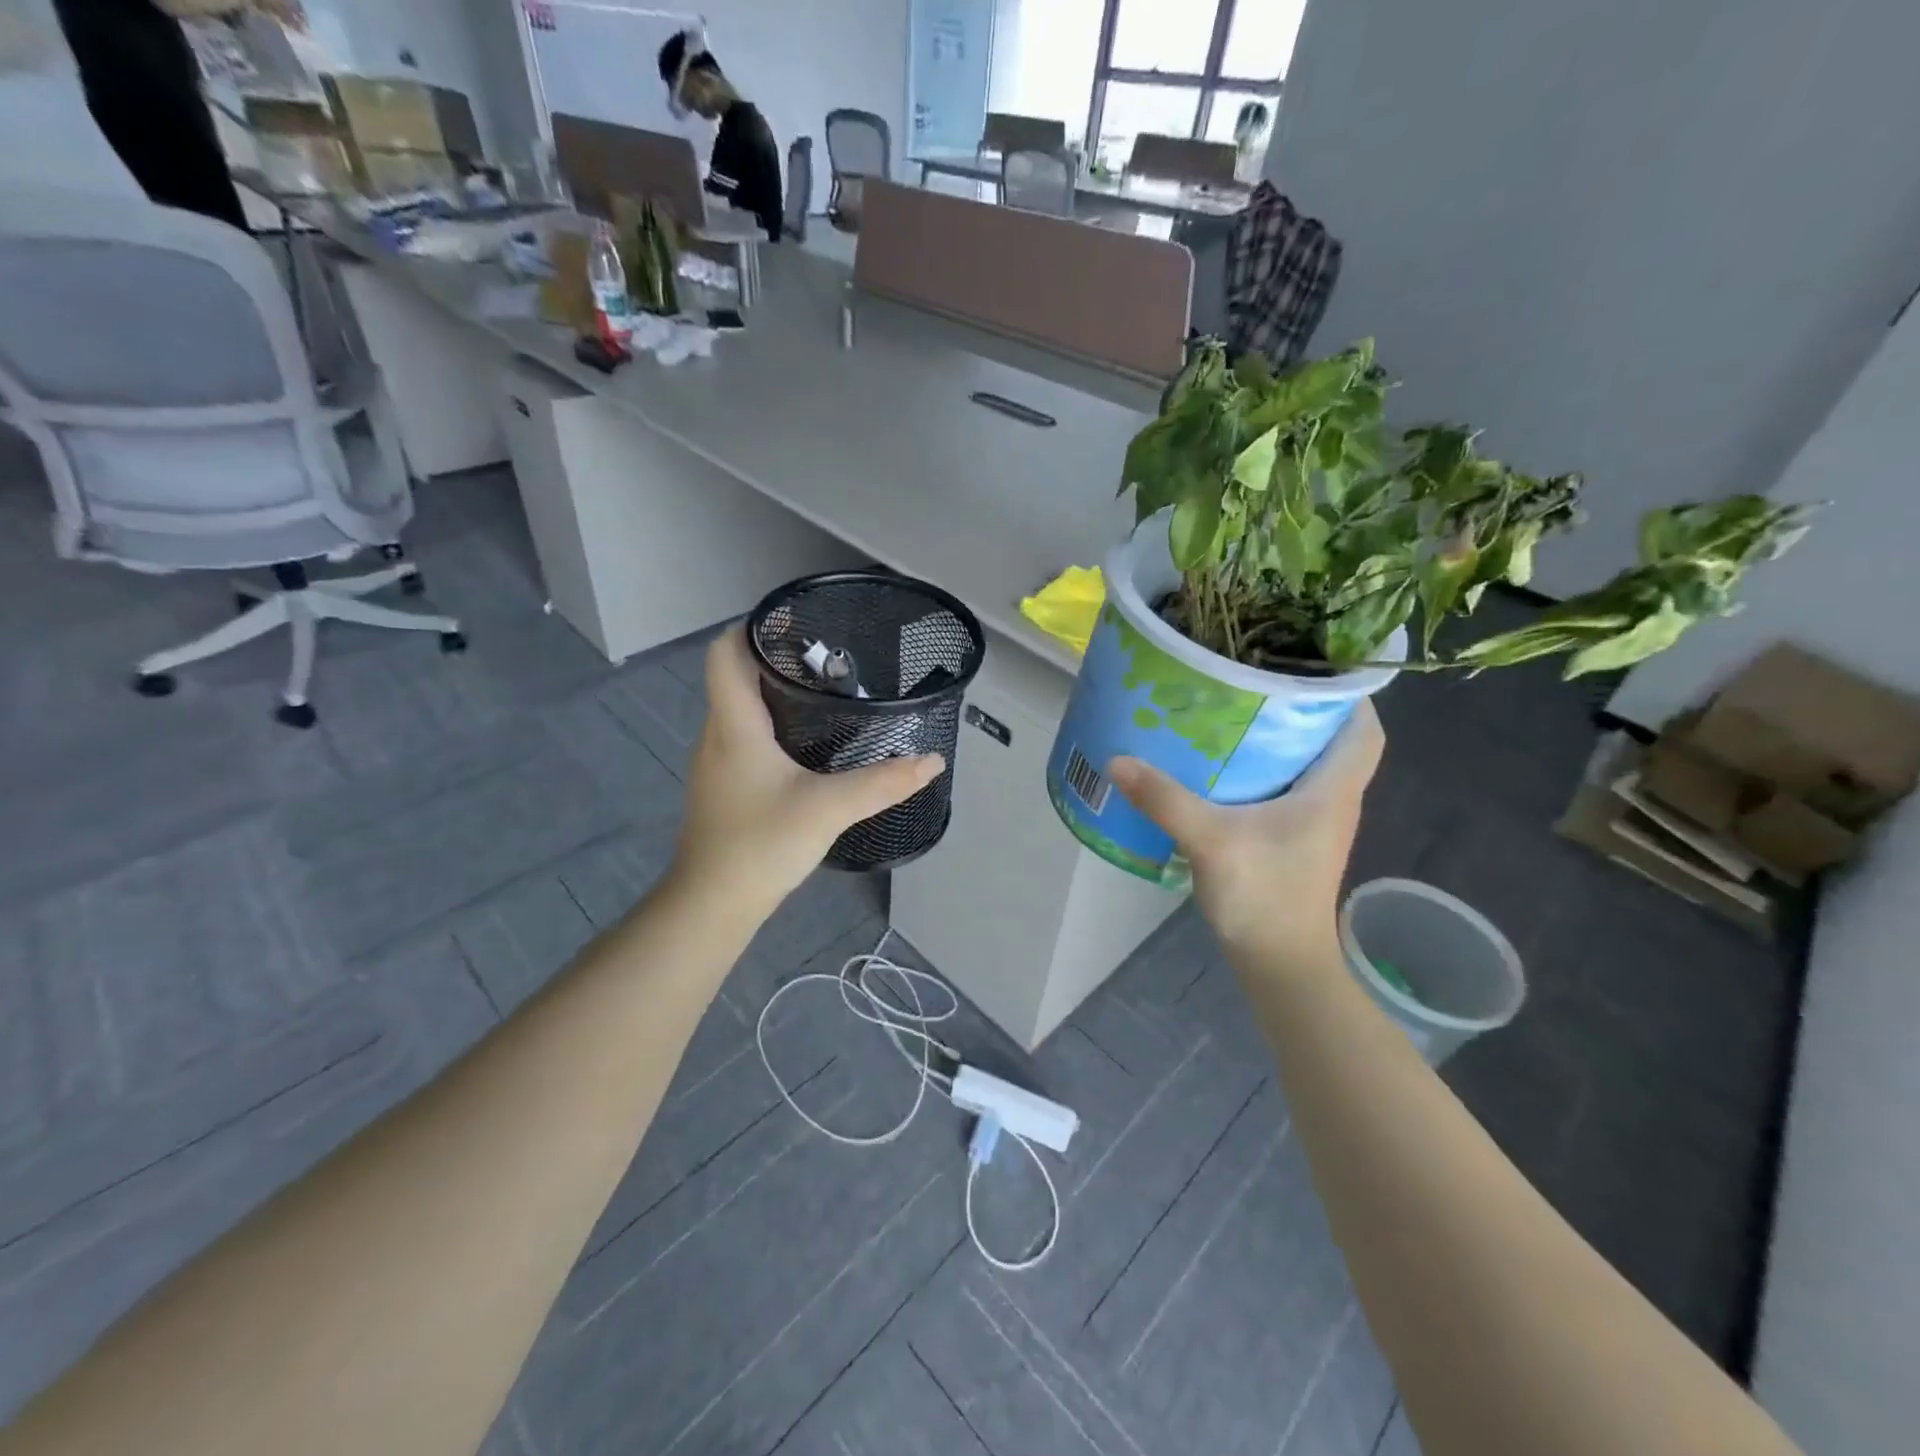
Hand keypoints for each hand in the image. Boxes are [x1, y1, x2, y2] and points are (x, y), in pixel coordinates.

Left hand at [673, 628, 944, 916]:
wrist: (712, 904)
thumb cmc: (761, 844)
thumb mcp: (829, 809)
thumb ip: (883, 782)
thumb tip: (933, 760)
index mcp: (735, 724)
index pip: (725, 651)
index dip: (755, 628)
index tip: (801, 626)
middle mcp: (719, 733)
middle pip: (737, 675)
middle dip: (780, 659)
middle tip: (833, 659)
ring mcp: (717, 760)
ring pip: (742, 707)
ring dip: (777, 693)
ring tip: (829, 693)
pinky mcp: (725, 784)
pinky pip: (746, 735)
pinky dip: (775, 725)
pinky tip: (810, 743)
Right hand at [1109, 702, 1384, 968]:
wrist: (1279, 965)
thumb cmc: (1264, 898)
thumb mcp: (1212, 842)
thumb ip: (1166, 799)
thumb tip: (1118, 760)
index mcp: (1332, 791)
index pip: (1365, 729)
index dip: (1351, 692)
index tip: (1315, 661)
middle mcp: (1331, 801)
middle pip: (1332, 739)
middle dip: (1303, 706)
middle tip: (1257, 677)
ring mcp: (1312, 823)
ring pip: (1307, 764)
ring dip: (1280, 738)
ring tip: (1235, 708)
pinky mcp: (1291, 840)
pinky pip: (1284, 788)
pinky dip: (1262, 768)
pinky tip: (1221, 764)